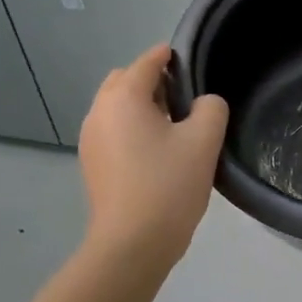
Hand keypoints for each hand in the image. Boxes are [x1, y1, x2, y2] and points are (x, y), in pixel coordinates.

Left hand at [79, 45, 228, 269]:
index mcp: (123, 97)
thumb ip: (211, 108)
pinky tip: (155, 152)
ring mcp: (90, 140)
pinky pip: (112, 131)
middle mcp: (99, 112)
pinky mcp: (91, 164)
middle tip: (185, 100)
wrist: (132, 244)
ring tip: (173, 128)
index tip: (190, 62)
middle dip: (152, 81)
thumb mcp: (204, 141)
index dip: (169, 56)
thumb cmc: (168, 185)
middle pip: (124, 81)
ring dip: (141, 107)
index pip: (147, 62)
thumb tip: (204, 104)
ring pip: (117, 108)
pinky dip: (131, 129)